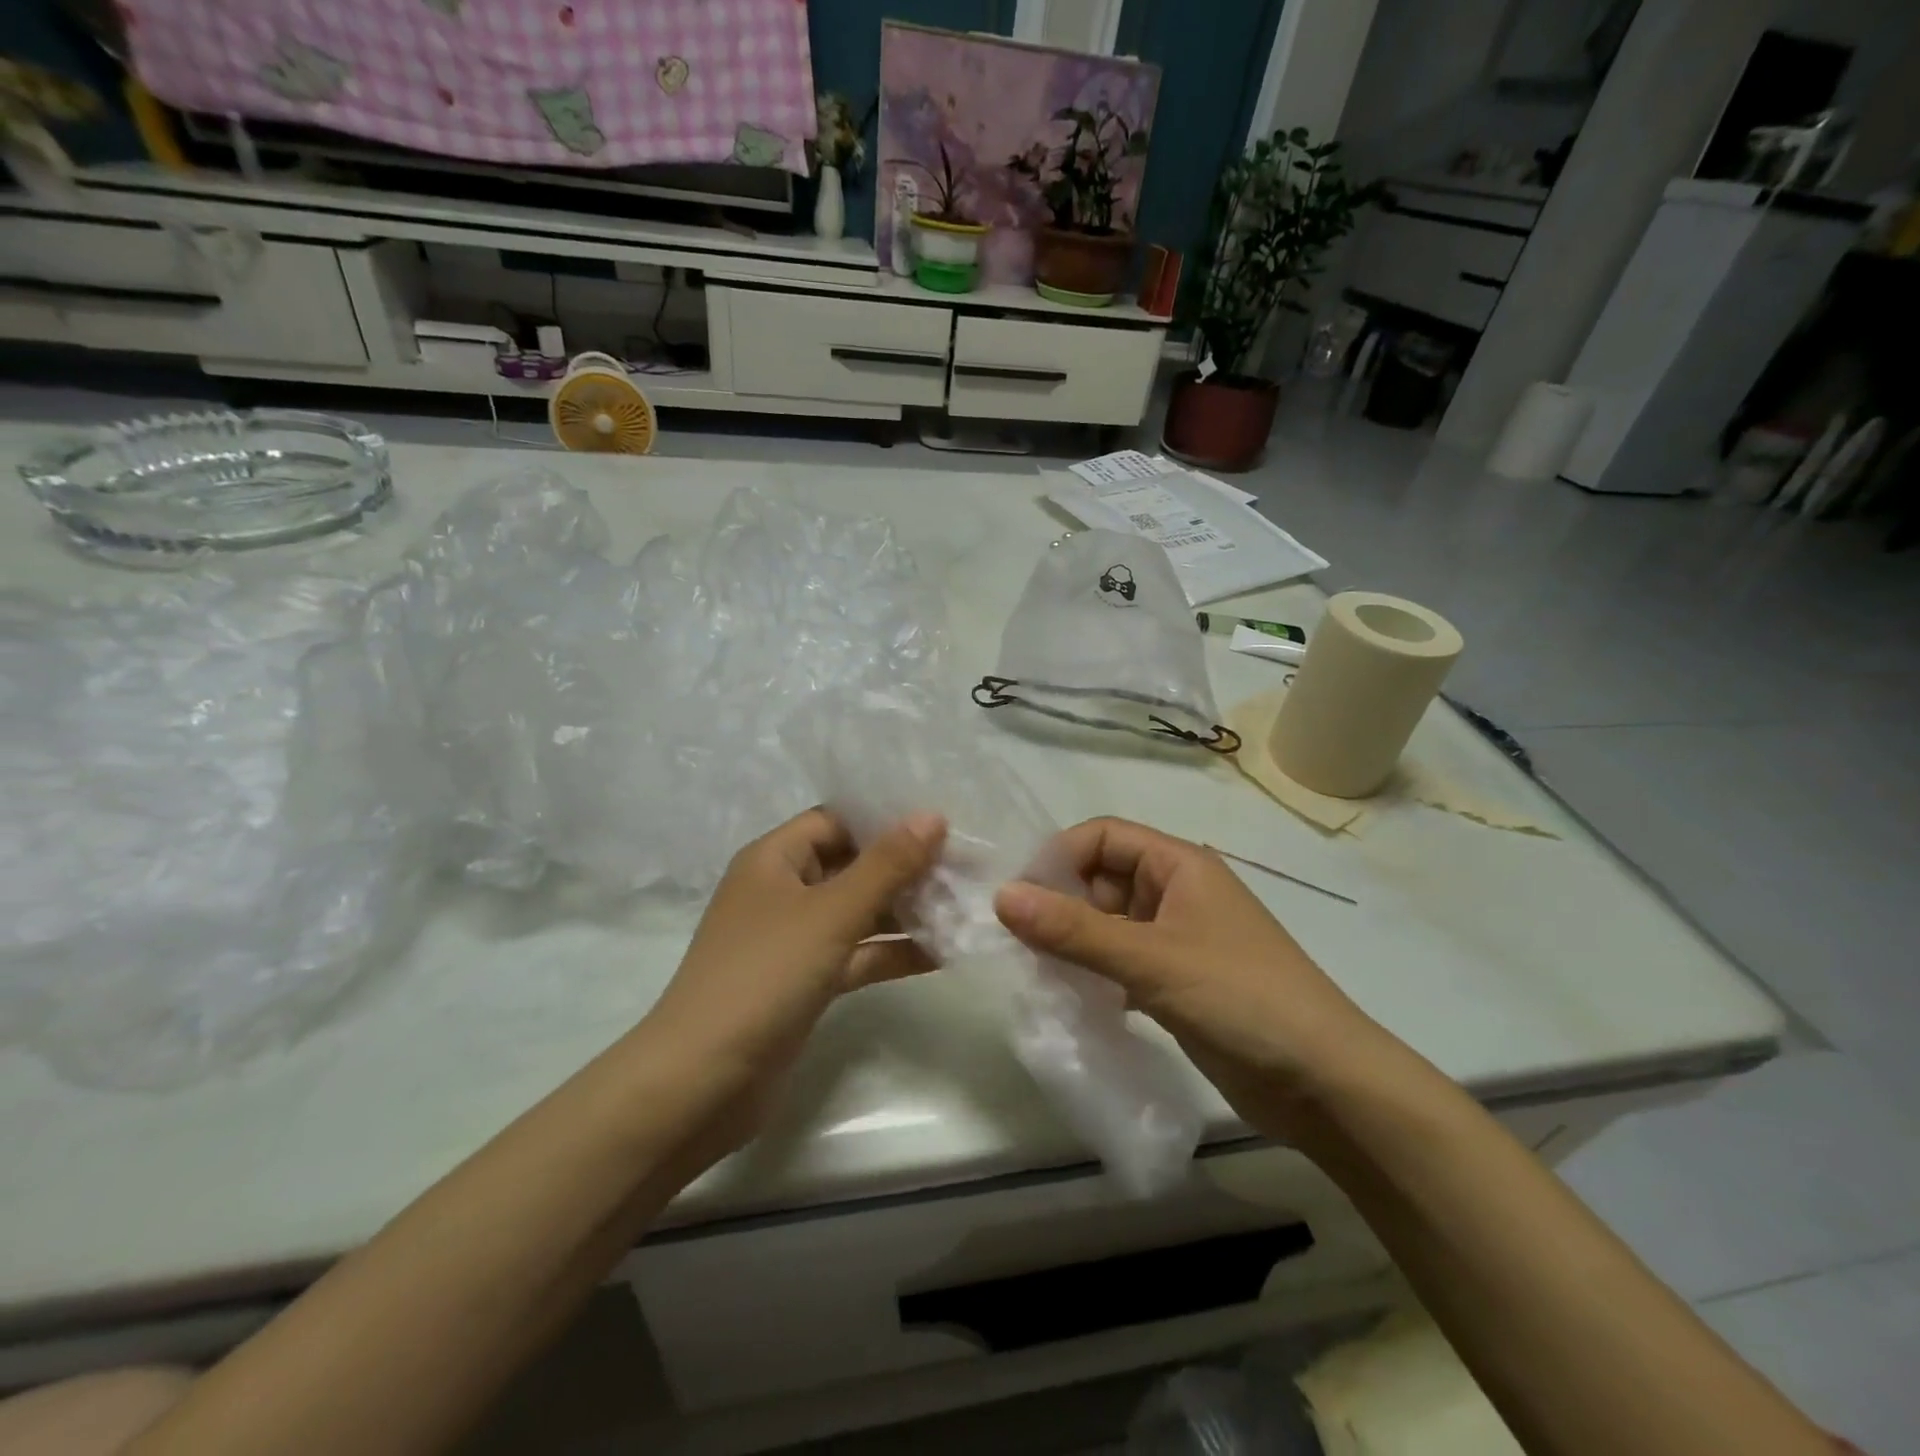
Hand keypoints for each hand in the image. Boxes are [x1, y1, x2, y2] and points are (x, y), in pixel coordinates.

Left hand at [640, 807, 945, 1167]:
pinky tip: (942, 953)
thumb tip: (933, 815)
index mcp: (774, 859)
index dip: (885, 820)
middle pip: (851, 865)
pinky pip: (856, 954)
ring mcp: (793, 940)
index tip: (942, 827)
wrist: (702, 1082)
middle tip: (964, 869)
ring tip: (963, 907)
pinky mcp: (805, 982)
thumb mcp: (831, 913)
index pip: (836, 821)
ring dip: (904, 911)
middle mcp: (782, 891)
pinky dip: (891, 951)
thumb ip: (886, 865)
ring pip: (857, 912)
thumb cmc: (764, 975)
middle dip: (904, 868)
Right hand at [994, 817, 1388, 1136]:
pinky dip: (1095, 973)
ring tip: (1037, 972)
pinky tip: (1072, 999)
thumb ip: (1074, 930)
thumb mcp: (1152, 959)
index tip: (1019, 899)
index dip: (1058, 858)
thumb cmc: (1242, 999)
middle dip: (1060, 904)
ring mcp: (1178, 938)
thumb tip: (1002, 897)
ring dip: (1073, 942)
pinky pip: (1121, 961)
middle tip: (1020, 944)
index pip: (1102, 836)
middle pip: (1101, 879)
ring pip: (1108, 923)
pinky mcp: (1177, 981)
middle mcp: (1176, 892)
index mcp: (1178, 865)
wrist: (1326, 1084)